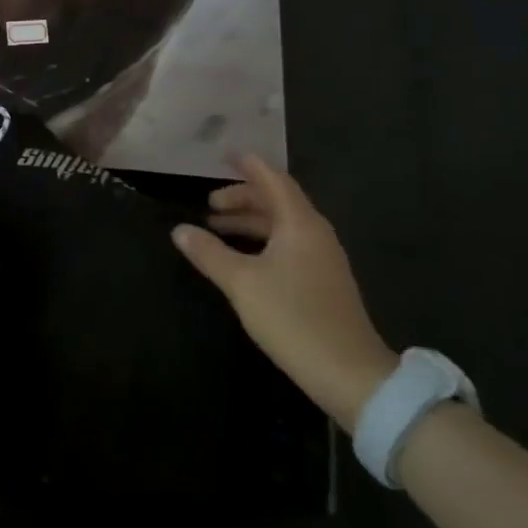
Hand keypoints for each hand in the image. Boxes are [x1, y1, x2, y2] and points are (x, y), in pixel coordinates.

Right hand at [172, 155, 396, 430]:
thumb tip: (179, 230)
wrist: (348, 372)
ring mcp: (323, 258)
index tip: (225, 155)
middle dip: (242, 198)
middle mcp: (315, 233)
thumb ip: (209, 253)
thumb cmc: (292, 317)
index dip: (249, 166)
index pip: (273, 180)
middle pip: (277, 201)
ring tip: (216, 230)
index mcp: (300, 223)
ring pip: (282, 226)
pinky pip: (288, 245)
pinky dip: (262, 241)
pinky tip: (243, 258)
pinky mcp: (323, 281)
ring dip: (250, 222)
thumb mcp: (241, 283)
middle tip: (209, 205)